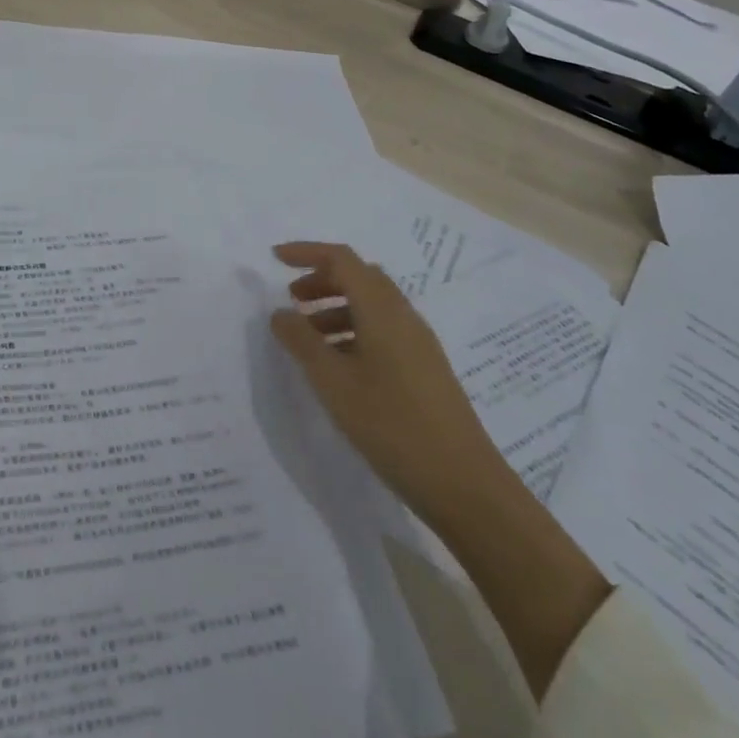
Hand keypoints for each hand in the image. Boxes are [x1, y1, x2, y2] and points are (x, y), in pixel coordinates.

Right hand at [268, 241, 502, 522]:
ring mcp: (418, 343)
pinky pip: (383, 330)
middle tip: (291, 300)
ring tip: (307, 338)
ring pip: (371, 306)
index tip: (275, 259)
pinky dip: (353, 331)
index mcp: (382, 310)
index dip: (307, 252)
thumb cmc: (392, 425)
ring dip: (336, 307)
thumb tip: (280, 313)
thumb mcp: (334, 383)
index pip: (342, 259)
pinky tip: (338, 365)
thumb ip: (302, 342)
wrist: (464, 485)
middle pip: (359, 278)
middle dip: (322, 280)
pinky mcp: (424, 368)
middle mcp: (403, 316)